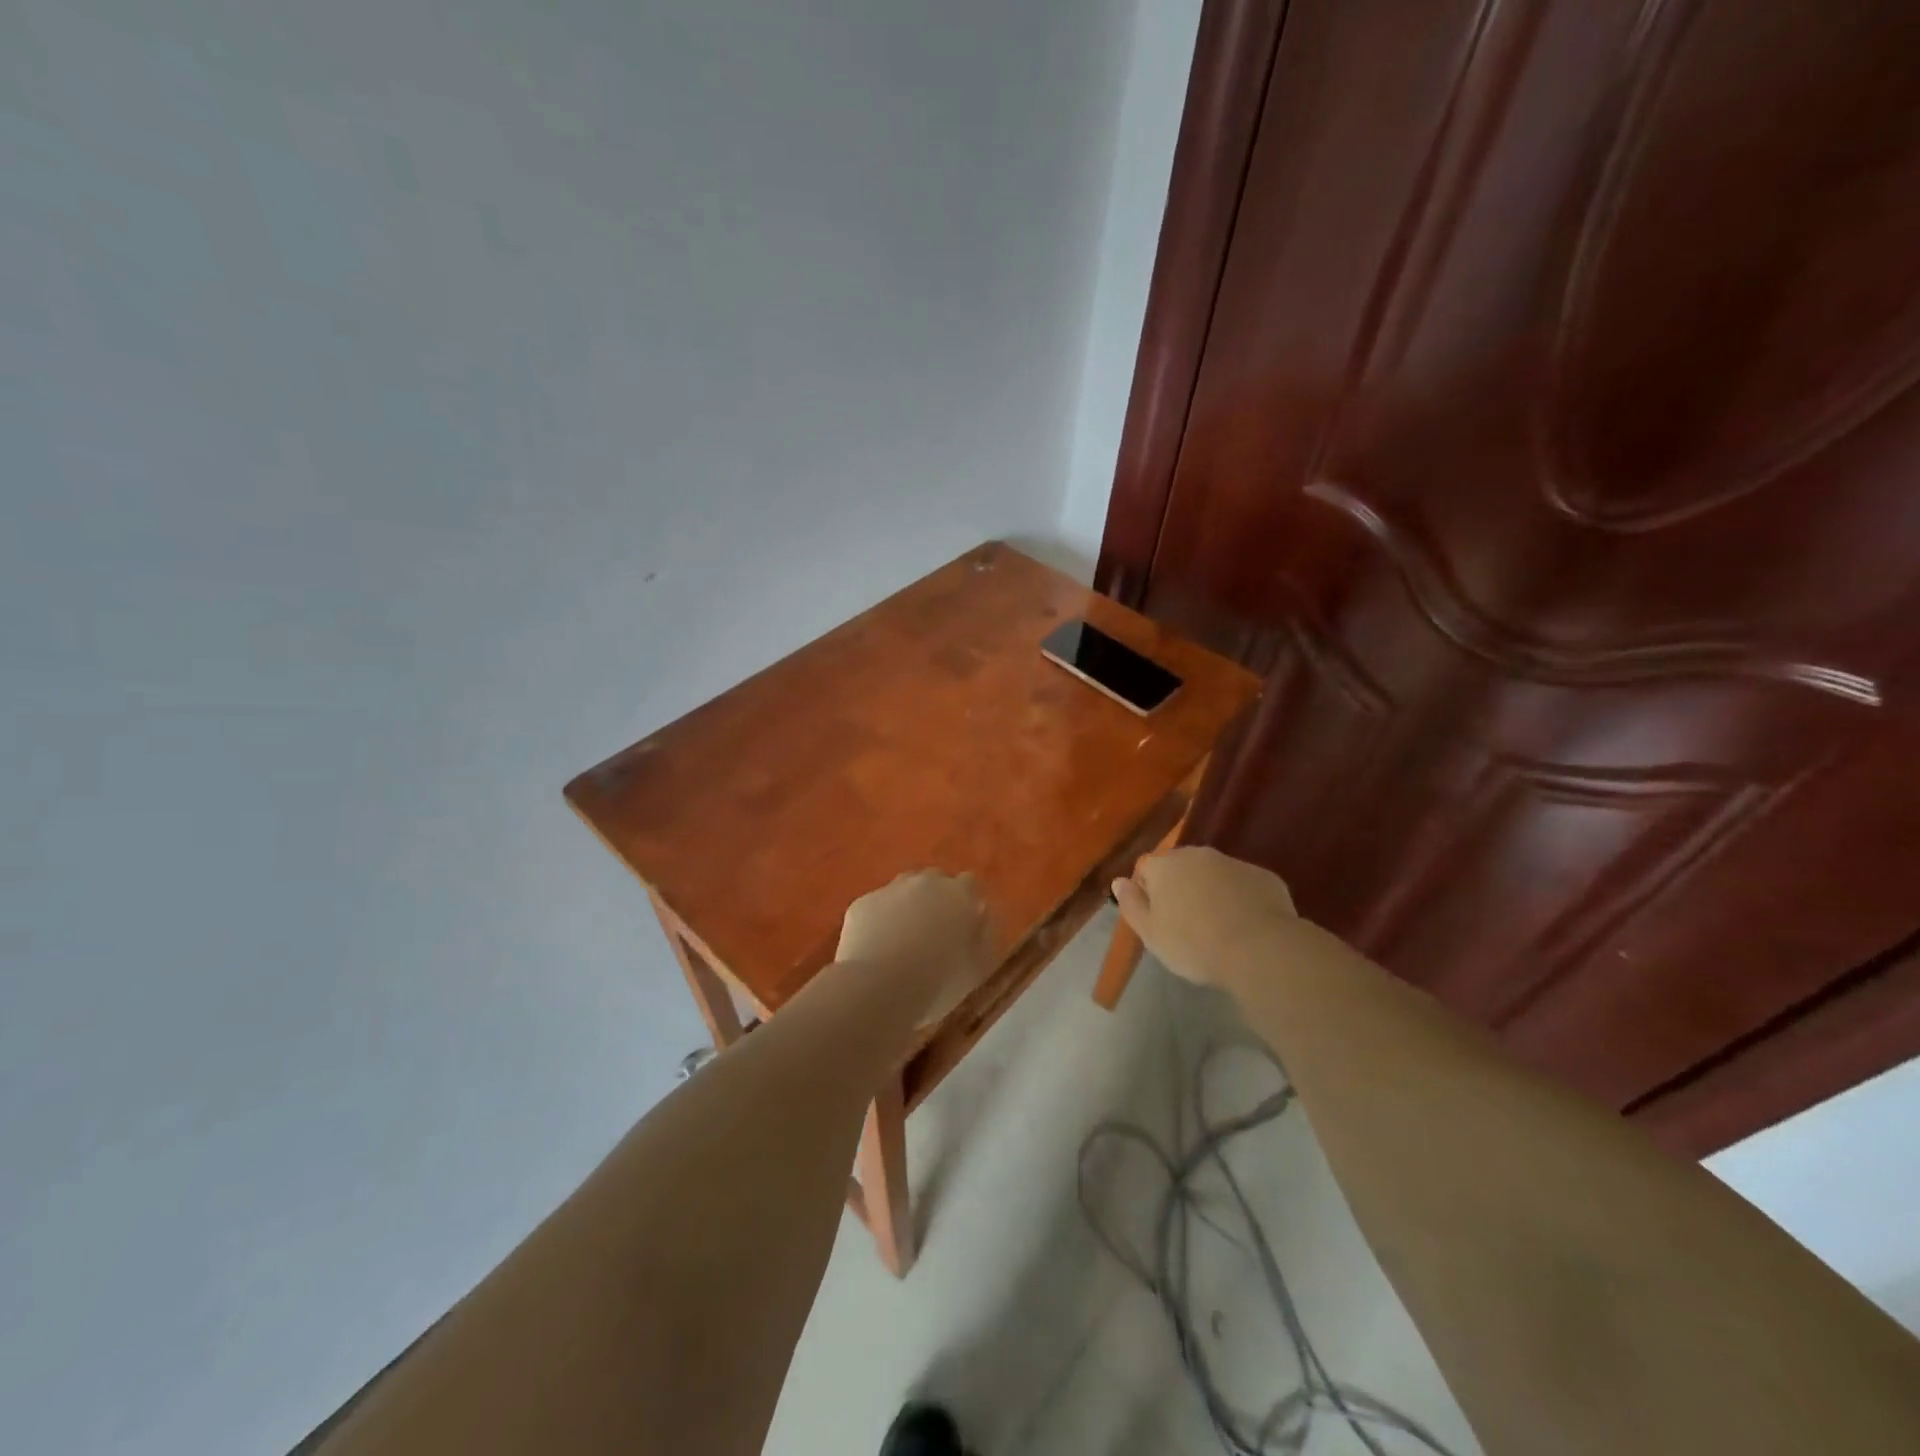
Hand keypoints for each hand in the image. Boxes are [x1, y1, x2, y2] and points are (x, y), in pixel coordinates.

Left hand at [837, 869, 993, 1023]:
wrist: (879, 987)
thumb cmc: (938, 982)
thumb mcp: (978, 967)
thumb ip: (984, 936)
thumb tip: (982, 919)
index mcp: (961, 895)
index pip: (969, 884)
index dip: (965, 903)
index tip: (962, 925)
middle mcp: (926, 882)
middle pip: (934, 881)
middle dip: (935, 900)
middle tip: (933, 934)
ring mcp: (890, 889)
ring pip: (902, 890)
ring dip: (905, 907)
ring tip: (902, 941)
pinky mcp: (862, 903)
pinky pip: (876, 908)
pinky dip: (878, 922)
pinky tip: (876, 949)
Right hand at [1112, 846, 1299, 989]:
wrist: (1260, 949)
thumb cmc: (1194, 944)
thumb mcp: (1150, 933)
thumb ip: (1131, 904)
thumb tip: (1119, 881)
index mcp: (1165, 865)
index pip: (1146, 868)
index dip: (1148, 892)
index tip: (1157, 918)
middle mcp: (1198, 854)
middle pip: (1181, 867)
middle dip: (1180, 888)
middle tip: (1186, 923)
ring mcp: (1234, 862)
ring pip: (1214, 874)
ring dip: (1211, 892)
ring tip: (1217, 927)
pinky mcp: (1264, 877)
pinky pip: (1243, 885)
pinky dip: (1240, 899)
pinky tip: (1245, 926)